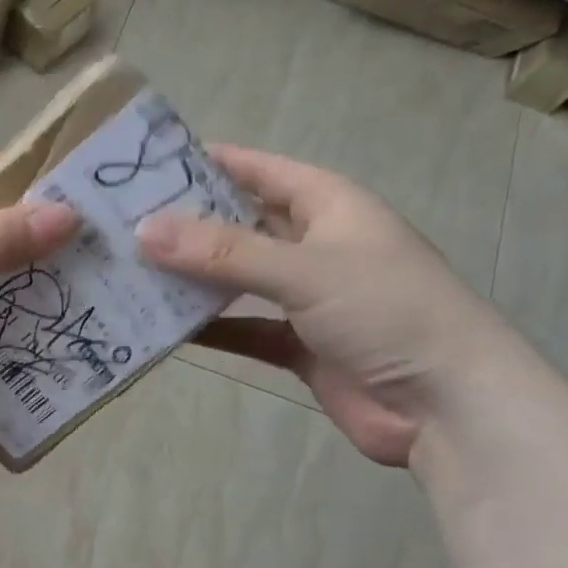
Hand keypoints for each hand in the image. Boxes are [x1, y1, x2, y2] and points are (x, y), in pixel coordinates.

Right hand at [136, 147, 508, 466]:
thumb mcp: (303, 269)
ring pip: (237, 280)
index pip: (260, 170)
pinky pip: (244, 329)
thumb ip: (223, 252)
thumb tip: (144, 230)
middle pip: (241, 225)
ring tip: (131, 274)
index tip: (148, 164)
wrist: (444, 405)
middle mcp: (316, 246)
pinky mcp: (299, 346)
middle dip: (189, 225)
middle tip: (123, 225)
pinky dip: (211, 329)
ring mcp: (307, 299)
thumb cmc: (386, 311)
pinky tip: (165, 329)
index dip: (209, 162)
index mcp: (329, 206)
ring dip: (193, 280)